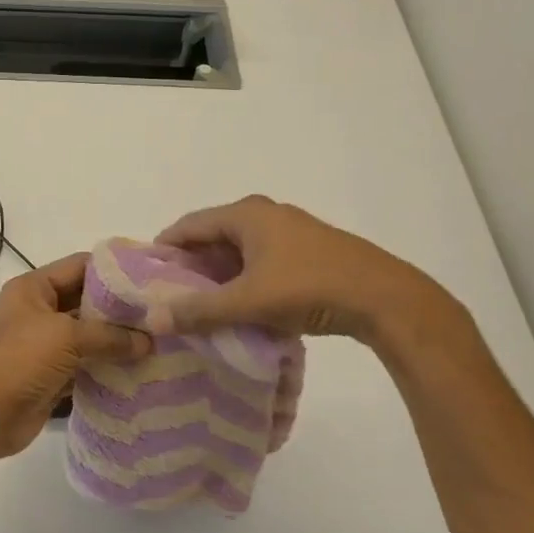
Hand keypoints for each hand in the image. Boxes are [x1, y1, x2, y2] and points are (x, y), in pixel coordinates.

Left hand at [0, 254, 150, 462]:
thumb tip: (148, 342)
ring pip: (88, 336)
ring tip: (159, 343)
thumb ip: (109, 336)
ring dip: (117, 341)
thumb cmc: (18, 361)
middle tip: (162, 314)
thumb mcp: (65, 337)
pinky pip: (85, 365)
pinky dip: (107, 368)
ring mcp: (44, 345)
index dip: (113, 269)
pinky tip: (139, 371)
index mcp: (33, 288)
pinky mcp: (51, 376)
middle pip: (86, 301)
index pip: (80, 266)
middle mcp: (38, 311)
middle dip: (120, 309)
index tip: (151, 277)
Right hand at [151, 195, 463, 347]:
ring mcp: (291, 230)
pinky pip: (262, 259)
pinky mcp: (310, 250)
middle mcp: (266, 213)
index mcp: (246, 214)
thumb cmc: (309, 288)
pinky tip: (243, 306)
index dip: (166, 247)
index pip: (190, 224)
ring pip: (240, 250)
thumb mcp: (248, 301)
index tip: (147, 274)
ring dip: (220, 274)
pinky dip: (246, 278)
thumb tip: (153, 319)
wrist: (386, 299)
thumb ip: (199, 310)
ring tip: (203, 305)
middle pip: (214, 236)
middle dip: (192, 265)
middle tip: (172, 294)